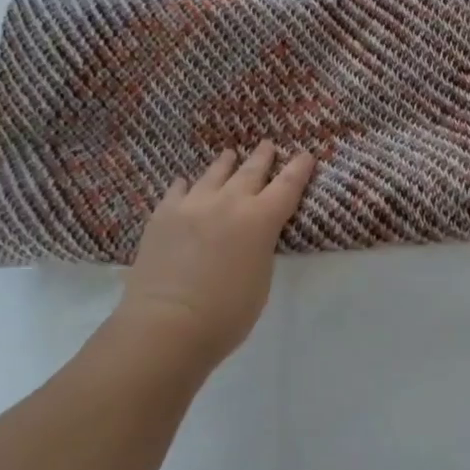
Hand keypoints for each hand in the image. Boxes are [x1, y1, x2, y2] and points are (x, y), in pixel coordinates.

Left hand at [117, 141, 314, 368]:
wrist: (166, 324)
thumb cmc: (225, 315)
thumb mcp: (260, 281)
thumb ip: (259, 249)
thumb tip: (251, 236)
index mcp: (260, 220)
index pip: (287, 186)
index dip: (299, 169)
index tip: (305, 155)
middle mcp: (229, 202)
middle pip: (251, 171)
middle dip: (262, 157)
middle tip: (268, 144)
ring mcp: (193, 204)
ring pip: (214, 174)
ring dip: (226, 163)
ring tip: (230, 154)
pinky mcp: (163, 214)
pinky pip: (178, 190)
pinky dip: (186, 185)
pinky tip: (185, 183)